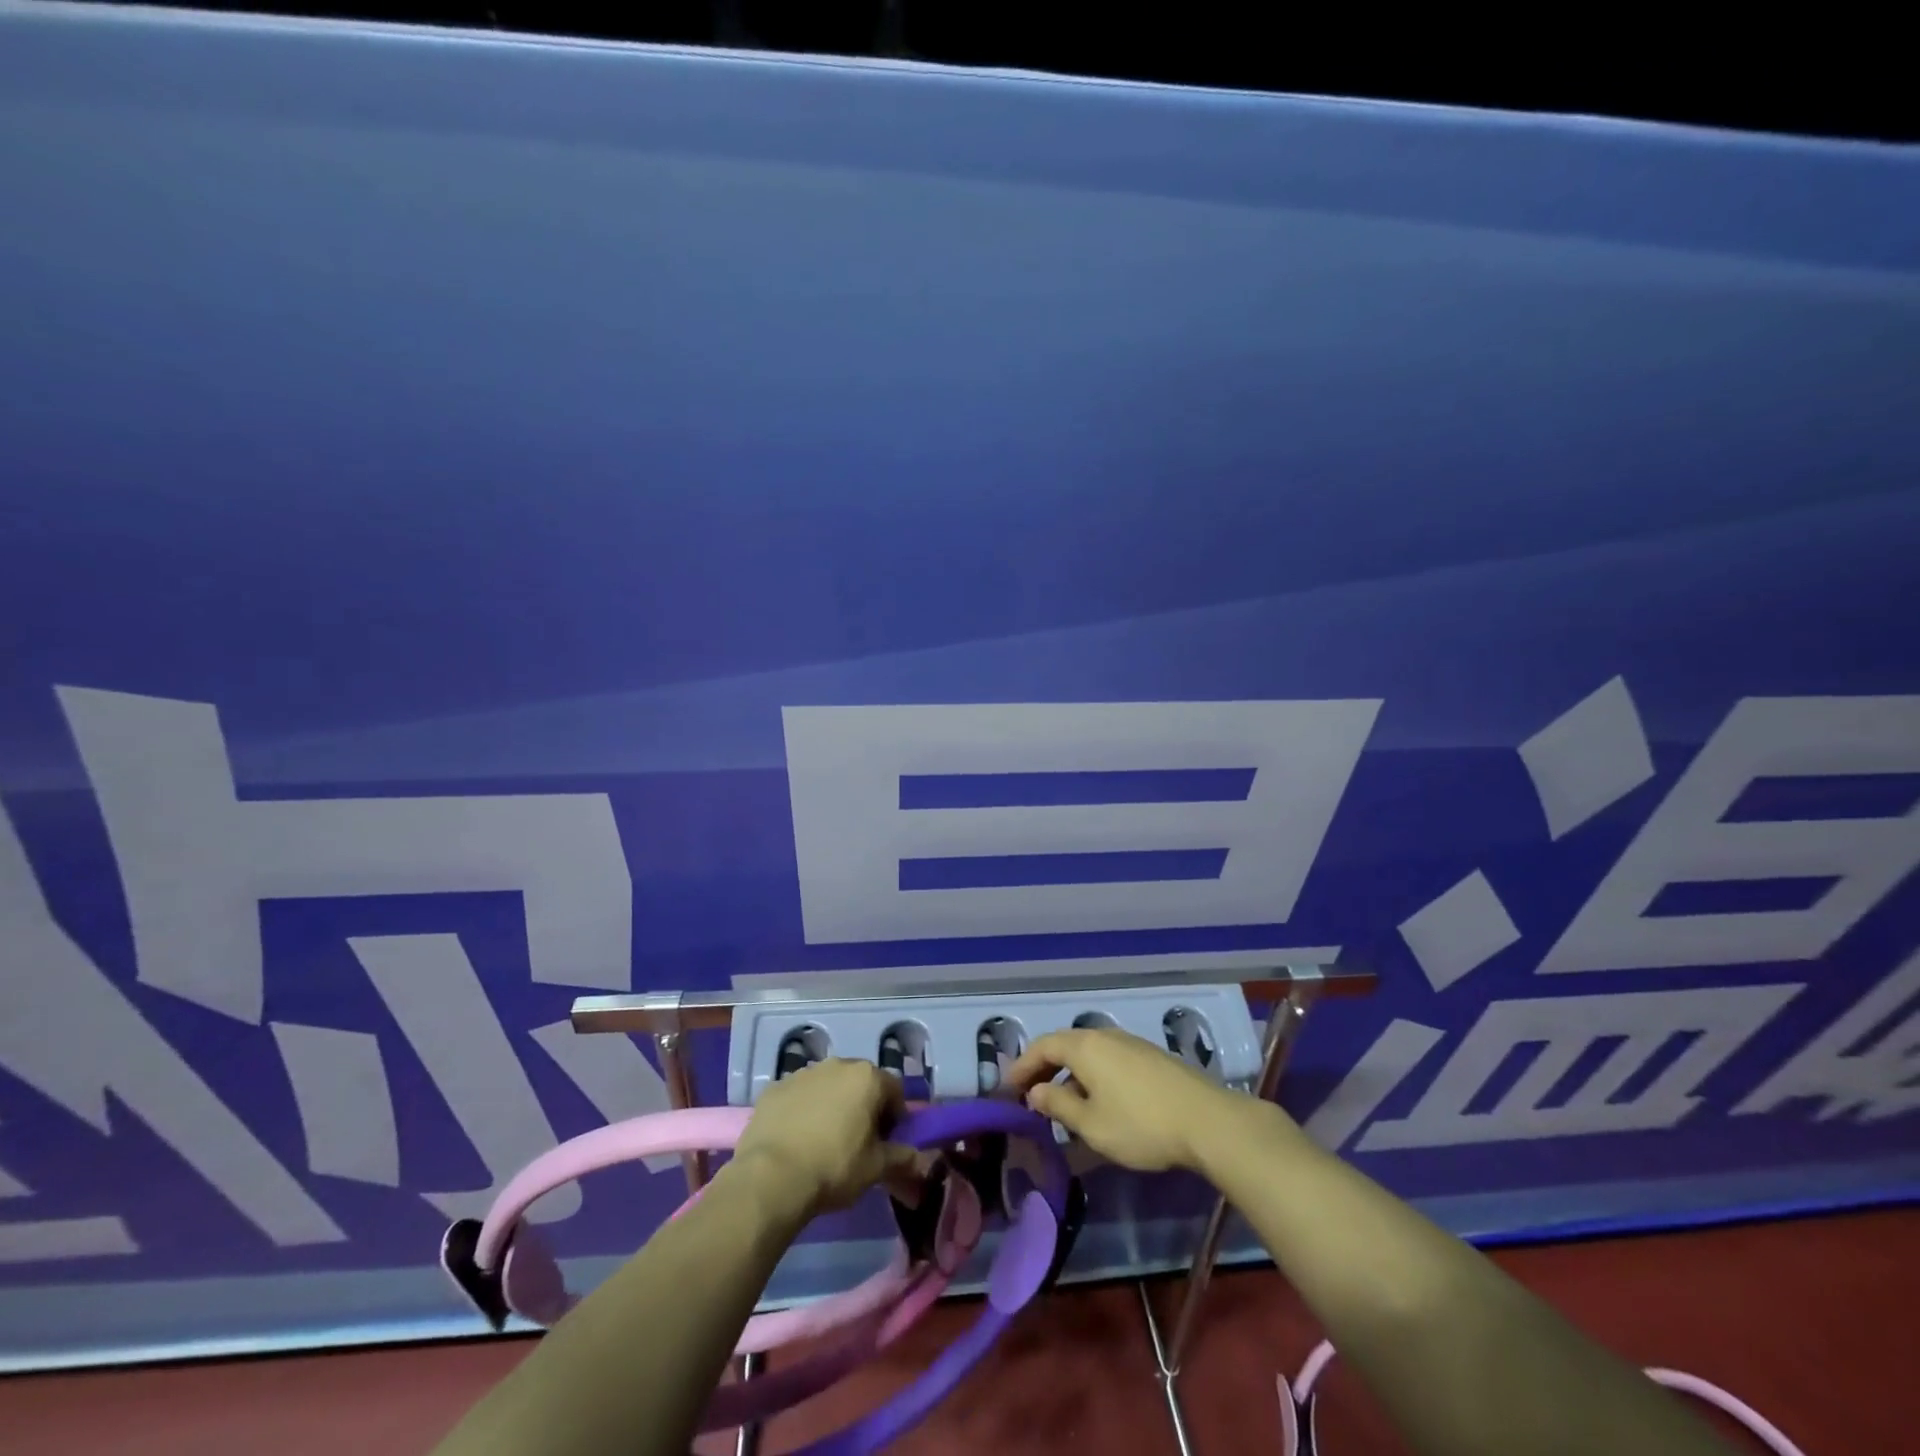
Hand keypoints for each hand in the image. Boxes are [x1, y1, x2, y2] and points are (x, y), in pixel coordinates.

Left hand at [732, 1059, 919, 1216]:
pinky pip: (798, 1096)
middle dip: (863, 1107)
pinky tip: (796, 1140)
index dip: (895, 1117)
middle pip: (860, 1084)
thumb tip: (918, 1159)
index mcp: (867, 1077)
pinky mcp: (774, 1088)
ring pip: (827, 1087)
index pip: (894, 1091)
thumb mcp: (876, 1168)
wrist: (771, 1177)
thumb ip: (901, 1158)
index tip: (887, 1143)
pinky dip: (802, 1111)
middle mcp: (837, 1064)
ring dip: (832, 1106)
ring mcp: (802, 1073)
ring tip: (823, 1142)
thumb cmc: (834, 1167)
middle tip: (858, 1143)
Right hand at [1006, 1027, 1252, 1172]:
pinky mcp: (1150, 1057)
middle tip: (1030, 1093)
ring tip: (1061, 1101)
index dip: (1023, 1066)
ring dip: (1068, 1072)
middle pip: (1064, 1044)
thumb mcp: (1092, 1125)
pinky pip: (1108, 1059)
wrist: (1207, 1121)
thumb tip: (1036, 1092)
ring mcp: (1130, 1044)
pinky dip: (1091, 1074)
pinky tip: (1097, 1100)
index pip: (1043, 1046)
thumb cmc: (1141, 1125)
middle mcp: (1105, 1035)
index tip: (1009, 1089)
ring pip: (1088, 1051)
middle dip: (1044, 1067)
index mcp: (1085, 1046)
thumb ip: (1059, 1106)